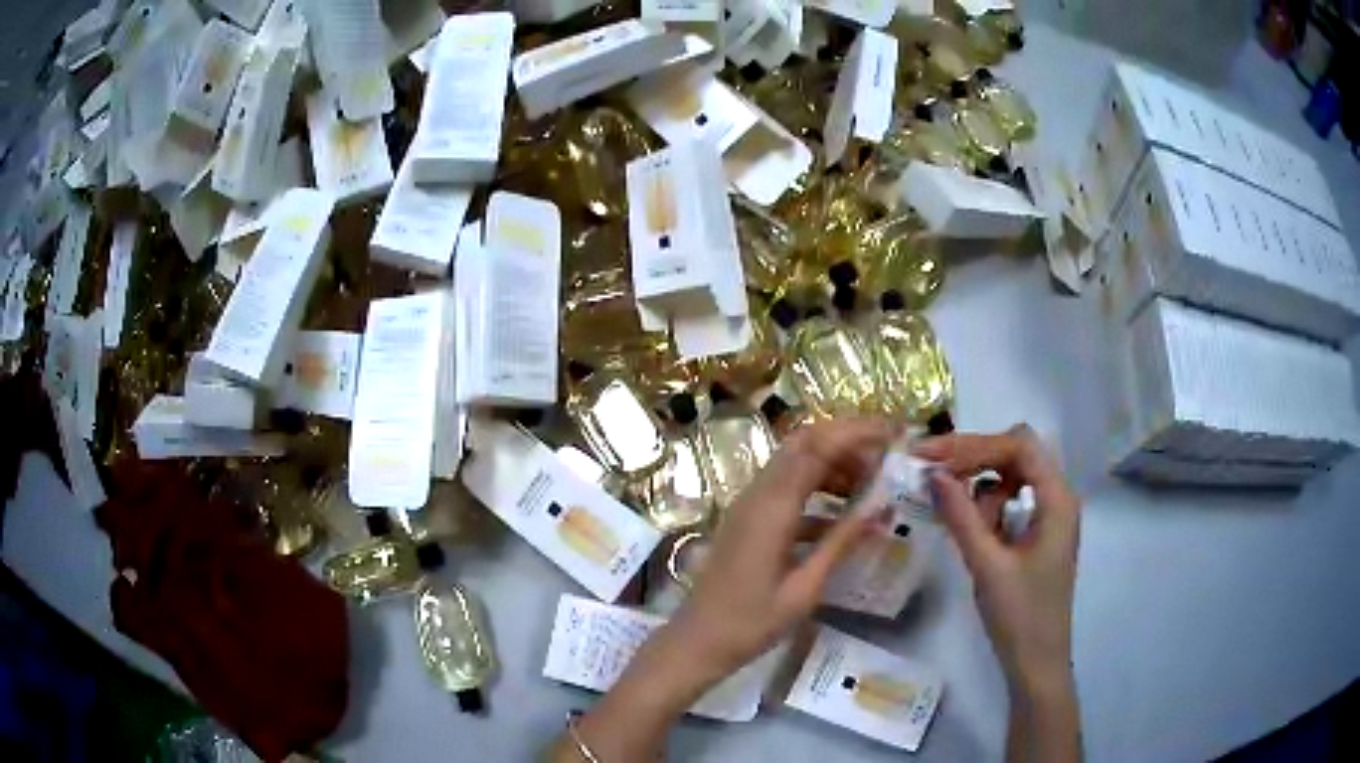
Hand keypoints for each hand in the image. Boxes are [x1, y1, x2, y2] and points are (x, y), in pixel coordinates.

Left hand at [552, 418, 894, 761]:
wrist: (697, 641)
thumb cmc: (751, 623)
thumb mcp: (805, 588)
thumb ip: (842, 542)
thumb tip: (883, 507)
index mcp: (772, 508)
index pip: (817, 446)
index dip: (856, 432)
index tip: (894, 434)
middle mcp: (757, 495)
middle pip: (803, 443)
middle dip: (847, 440)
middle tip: (886, 455)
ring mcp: (749, 505)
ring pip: (795, 463)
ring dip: (834, 465)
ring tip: (872, 486)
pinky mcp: (748, 520)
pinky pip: (787, 490)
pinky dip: (817, 490)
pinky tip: (843, 517)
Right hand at [914, 425, 1080, 690]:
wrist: (1037, 663)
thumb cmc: (1019, 616)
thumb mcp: (987, 566)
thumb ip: (962, 517)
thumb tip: (934, 475)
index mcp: (1056, 500)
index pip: (1019, 446)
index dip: (975, 445)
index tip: (932, 456)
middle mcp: (1057, 498)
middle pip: (1017, 454)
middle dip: (974, 458)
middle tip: (930, 469)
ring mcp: (1048, 516)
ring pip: (1012, 476)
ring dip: (980, 485)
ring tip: (952, 511)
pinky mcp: (1037, 534)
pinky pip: (1011, 503)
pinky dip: (987, 506)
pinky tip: (968, 525)